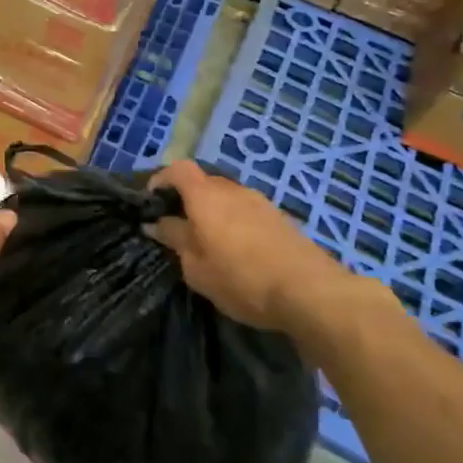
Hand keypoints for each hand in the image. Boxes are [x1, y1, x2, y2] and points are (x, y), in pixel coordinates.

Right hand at [146, 160, 352, 335]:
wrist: (311, 293)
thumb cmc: (241, 279)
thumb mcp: (196, 267)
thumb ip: (174, 239)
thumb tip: (156, 223)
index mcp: (206, 196)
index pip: (178, 169)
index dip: (161, 179)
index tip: (152, 201)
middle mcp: (233, 190)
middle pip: (203, 181)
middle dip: (187, 198)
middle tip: (178, 225)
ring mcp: (261, 202)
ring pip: (227, 196)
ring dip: (214, 211)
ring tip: (210, 240)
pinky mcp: (281, 218)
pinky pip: (247, 211)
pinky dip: (235, 221)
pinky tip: (239, 249)